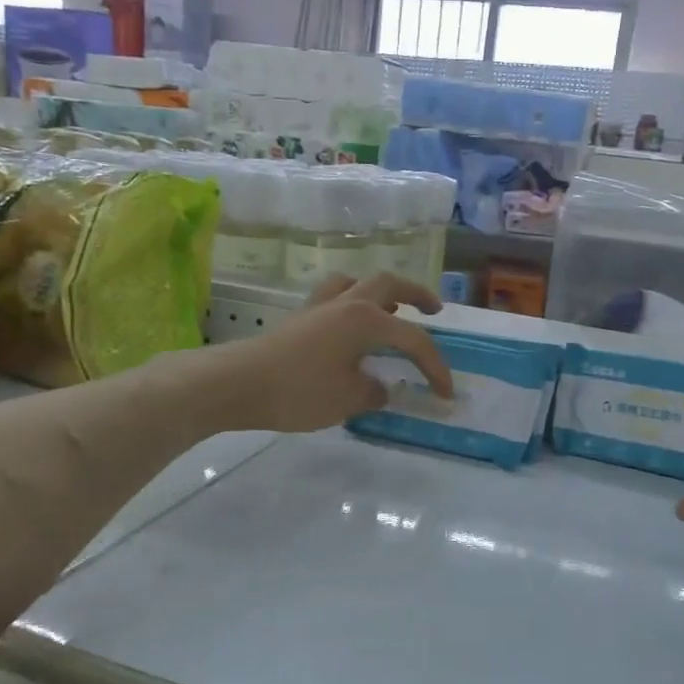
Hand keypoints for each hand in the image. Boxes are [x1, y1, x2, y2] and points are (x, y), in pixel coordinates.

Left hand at [215, 271, 453, 433]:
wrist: (238, 384)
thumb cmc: (299, 390)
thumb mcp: (347, 399)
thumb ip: (373, 391)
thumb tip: (379, 387)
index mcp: (366, 319)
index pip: (413, 340)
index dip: (435, 367)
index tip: (446, 393)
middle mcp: (346, 303)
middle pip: (389, 285)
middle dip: (417, 295)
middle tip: (434, 310)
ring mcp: (319, 306)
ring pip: (357, 283)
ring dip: (381, 292)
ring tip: (392, 310)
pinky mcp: (300, 318)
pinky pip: (335, 297)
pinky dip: (352, 303)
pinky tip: (351, 325)